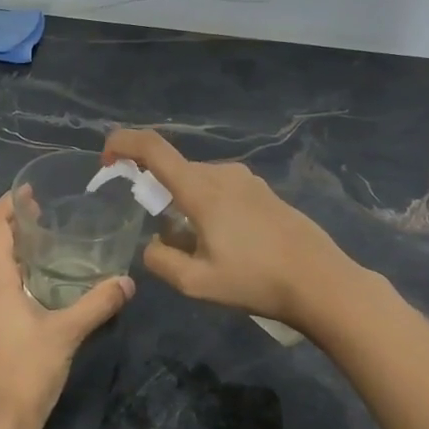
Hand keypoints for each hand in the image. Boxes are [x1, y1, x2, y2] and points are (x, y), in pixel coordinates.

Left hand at [0, 191, 133, 428]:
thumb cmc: (26, 372)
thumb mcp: (66, 334)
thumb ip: (98, 304)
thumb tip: (128, 281)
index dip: (8, 205)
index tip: (29, 192)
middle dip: (13, 227)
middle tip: (46, 216)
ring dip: (10, 252)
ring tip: (43, 247)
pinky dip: (8, 275)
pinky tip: (34, 286)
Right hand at [101, 128, 353, 329]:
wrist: (322, 283)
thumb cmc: (256, 281)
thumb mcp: (196, 283)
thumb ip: (160, 261)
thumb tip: (154, 245)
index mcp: (201, 190)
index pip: (153, 149)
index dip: (123, 144)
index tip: (106, 159)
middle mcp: (222, 174)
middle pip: (174, 171)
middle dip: (158, 195)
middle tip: (165, 239)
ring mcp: (248, 180)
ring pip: (198, 183)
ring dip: (186, 206)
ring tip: (201, 250)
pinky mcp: (265, 192)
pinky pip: (222, 190)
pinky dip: (209, 208)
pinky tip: (228, 245)